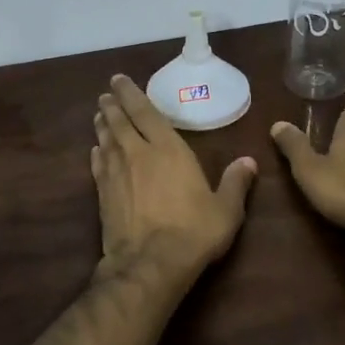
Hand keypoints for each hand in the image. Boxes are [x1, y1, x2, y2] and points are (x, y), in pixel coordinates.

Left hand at [92, 75, 257, 285]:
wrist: (150, 264)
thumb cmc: (193, 231)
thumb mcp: (226, 209)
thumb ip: (235, 183)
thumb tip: (249, 161)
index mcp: (167, 149)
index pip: (146, 112)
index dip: (131, 94)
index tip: (119, 80)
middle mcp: (137, 154)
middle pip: (120, 122)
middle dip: (113, 105)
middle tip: (105, 94)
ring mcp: (116, 174)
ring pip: (106, 140)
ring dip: (102, 125)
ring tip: (99, 114)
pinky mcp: (103, 195)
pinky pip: (97, 166)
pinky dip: (96, 154)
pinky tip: (95, 151)